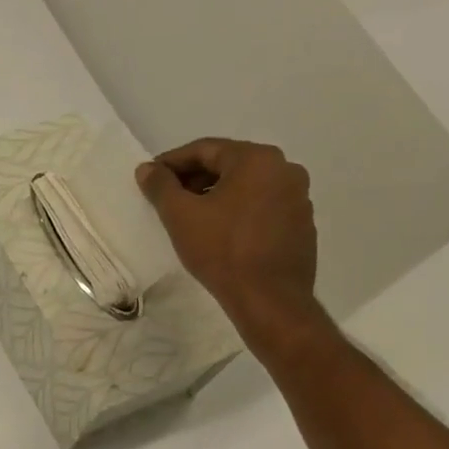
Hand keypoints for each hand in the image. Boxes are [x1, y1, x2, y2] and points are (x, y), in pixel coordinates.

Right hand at [135, 138, 322, 347]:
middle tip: (167, 198)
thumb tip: (147, 169)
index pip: (205, 150)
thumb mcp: (181, 216)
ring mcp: (298, 197)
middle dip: (194, 179)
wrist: (269, 298)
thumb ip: (161, 186)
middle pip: (228, 165)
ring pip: (246, 186)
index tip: (150, 178)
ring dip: (216, 195)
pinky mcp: (301, 224)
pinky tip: (219, 233)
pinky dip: (237, 211)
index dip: (172, 162)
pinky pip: (262, 207)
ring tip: (190, 217)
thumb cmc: (222, 250)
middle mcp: (284, 169)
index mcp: (257, 159)